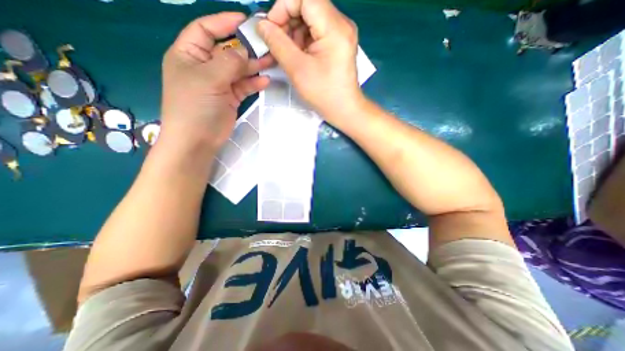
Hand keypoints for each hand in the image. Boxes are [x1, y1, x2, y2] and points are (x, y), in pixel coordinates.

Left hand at [159, 12, 271, 154]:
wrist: (198, 140)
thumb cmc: (195, 106)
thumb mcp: (208, 79)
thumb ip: (229, 62)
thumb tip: (244, 52)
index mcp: (189, 54)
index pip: (206, 29)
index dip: (224, 22)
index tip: (245, 20)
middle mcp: (204, 66)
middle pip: (228, 51)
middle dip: (246, 48)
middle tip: (267, 46)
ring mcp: (219, 84)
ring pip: (239, 70)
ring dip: (254, 66)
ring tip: (271, 62)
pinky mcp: (230, 98)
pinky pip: (243, 86)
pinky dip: (254, 84)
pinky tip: (265, 82)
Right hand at [255, 0, 364, 124]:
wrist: (344, 109)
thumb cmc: (324, 94)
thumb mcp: (297, 69)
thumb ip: (277, 43)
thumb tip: (262, 25)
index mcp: (335, 28)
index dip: (283, 7)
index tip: (272, 29)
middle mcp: (341, 24)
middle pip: (308, 5)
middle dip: (287, 21)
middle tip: (277, 43)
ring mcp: (341, 33)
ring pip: (311, 19)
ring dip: (294, 32)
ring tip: (288, 54)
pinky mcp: (338, 43)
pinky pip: (316, 31)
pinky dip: (303, 40)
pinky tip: (299, 56)